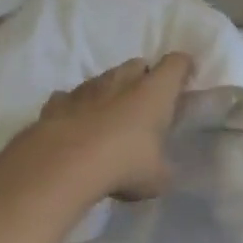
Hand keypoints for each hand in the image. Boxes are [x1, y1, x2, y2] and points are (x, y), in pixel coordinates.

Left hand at [6, 53, 194, 202]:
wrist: (64, 165)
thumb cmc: (124, 164)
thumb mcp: (157, 178)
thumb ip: (163, 168)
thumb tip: (162, 170)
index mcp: (153, 92)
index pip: (176, 64)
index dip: (183, 69)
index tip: (185, 81)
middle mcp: (121, 81)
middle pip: (137, 65)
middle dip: (144, 79)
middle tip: (147, 105)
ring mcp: (86, 88)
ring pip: (104, 79)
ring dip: (111, 93)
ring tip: (111, 120)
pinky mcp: (57, 102)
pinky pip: (71, 98)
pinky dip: (77, 108)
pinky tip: (77, 127)